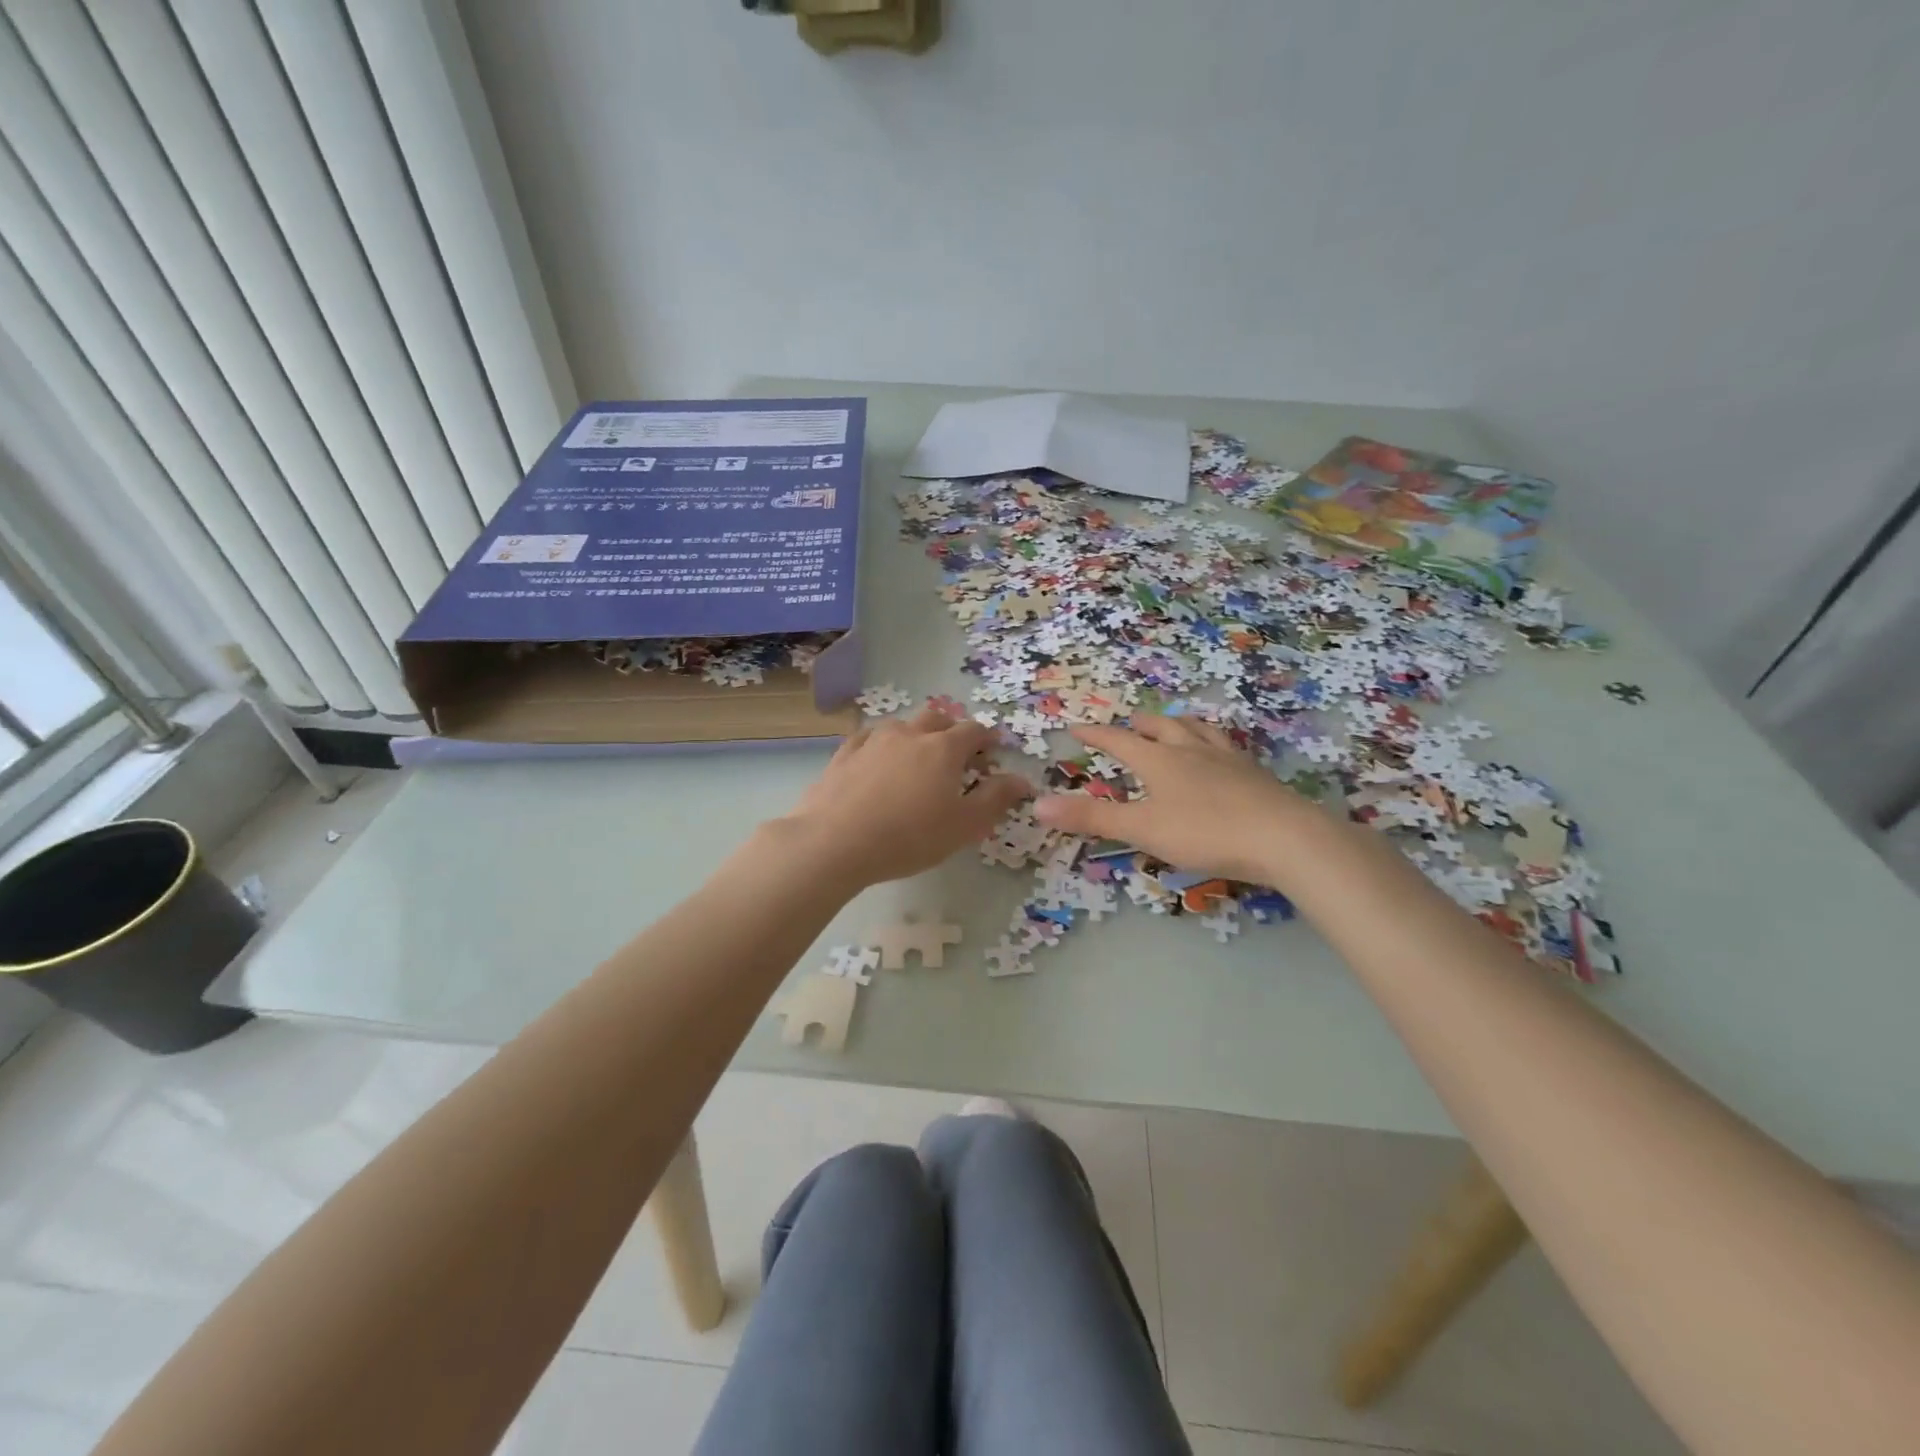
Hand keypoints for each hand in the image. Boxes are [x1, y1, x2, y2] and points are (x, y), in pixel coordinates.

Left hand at [778, 707, 1032, 888]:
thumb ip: (996, 799)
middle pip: (937, 717)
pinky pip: (867, 738)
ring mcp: (873, 740)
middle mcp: (910, 734)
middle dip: (951, 728)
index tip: (993, 748)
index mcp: (944, 748)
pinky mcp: (843, 754)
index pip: (974, 730)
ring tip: (915, 758)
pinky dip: (880, 745)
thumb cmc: (909, 837)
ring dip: (914, 734)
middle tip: (956, 751)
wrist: (835, 842)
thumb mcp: (964, 826)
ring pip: (901, 725)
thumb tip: (1022, 780)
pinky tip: (876, 761)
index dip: (987, 737)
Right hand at [1033, 715, 1320, 884]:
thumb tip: (1037, 804)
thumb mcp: (1142, 828)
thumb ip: (1091, 817)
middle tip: (1129, 723)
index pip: (1119, 740)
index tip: (1076, 727)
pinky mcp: (1254, 773)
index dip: (1096, 734)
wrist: (1284, 837)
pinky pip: (1227, 746)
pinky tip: (1221, 752)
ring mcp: (1227, 758)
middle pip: (1162, 727)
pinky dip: (1213, 741)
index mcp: (1160, 760)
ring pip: (1198, 730)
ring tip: (1176, 725)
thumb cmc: (1205, 832)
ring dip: (1180, 724)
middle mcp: (1192, 750)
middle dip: (1141, 724)